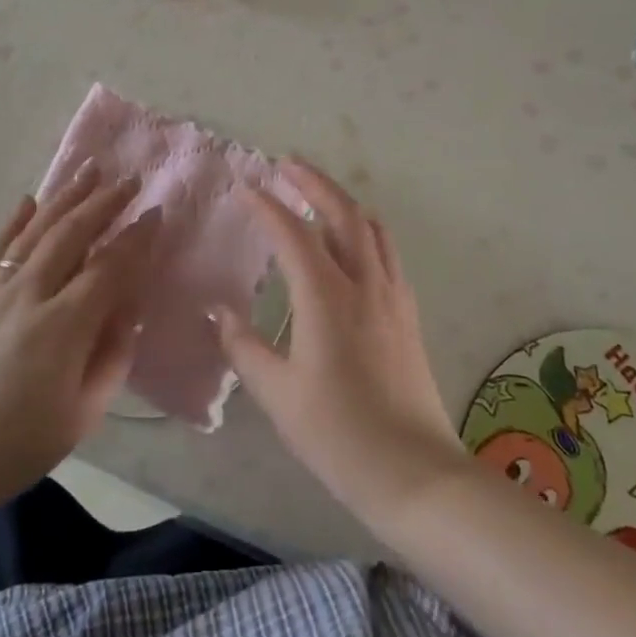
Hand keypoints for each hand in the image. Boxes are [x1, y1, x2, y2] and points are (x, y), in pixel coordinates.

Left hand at [0, 165, 159, 509]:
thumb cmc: (18, 446)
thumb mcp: (82, 413)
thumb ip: (112, 356)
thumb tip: (130, 309)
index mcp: (63, 326)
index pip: (110, 267)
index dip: (137, 238)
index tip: (156, 213)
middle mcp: (29, 295)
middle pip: (72, 234)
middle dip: (105, 202)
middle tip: (129, 179)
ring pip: (36, 230)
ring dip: (65, 197)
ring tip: (89, 169)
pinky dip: (15, 221)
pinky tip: (29, 200)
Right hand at [216, 161, 466, 529]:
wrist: (415, 473)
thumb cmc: (338, 434)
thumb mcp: (278, 395)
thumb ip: (244, 347)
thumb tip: (220, 311)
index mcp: (326, 297)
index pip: (294, 233)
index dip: (267, 206)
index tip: (245, 187)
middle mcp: (364, 283)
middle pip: (342, 213)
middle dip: (313, 182)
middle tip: (287, 163)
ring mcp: (392, 295)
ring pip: (371, 227)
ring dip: (342, 201)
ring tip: (317, 192)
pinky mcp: (408, 312)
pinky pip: (386, 250)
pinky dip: (364, 228)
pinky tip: (353, 241)